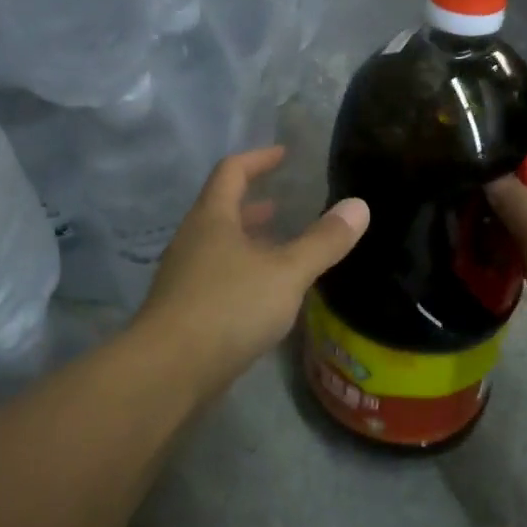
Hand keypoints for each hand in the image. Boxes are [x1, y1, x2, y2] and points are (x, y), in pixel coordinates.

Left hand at [138, 147, 369, 379]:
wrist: (168, 371)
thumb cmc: (228, 308)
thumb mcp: (285, 272)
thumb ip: (323, 241)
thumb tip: (359, 205)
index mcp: (211, 218)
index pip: (232, 171)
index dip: (258, 159)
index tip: (283, 155)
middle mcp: (192, 239)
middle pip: (221, 208)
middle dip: (253, 204)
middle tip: (282, 204)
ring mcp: (184, 276)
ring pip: (219, 245)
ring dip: (248, 240)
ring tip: (280, 248)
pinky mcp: (184, 310)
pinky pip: (217, 276)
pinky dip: (242, 272)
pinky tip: (264, 295)